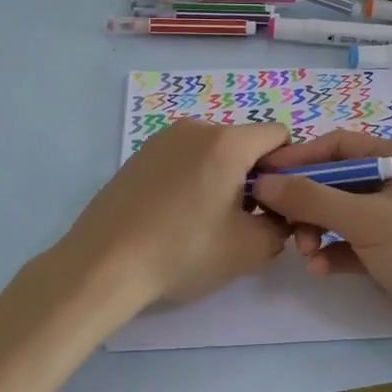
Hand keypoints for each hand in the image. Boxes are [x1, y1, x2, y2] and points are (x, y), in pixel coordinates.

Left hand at [54, 120, 290, 319]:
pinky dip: (191, 180)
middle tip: (241, 221)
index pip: (279, 135)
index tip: (275, 204)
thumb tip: (278, 216)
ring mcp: (162, 139)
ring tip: (203, 223)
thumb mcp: (250, 249)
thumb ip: (281, 226)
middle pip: (244, 143)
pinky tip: (174, 217)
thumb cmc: (183, 252)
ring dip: (221, 179)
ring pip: (212, 152)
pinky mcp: (139, 155)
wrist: (104, 264)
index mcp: (227, 142)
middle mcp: (196, 128)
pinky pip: (182, 159)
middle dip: (253, 177)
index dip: (287, 168)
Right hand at [250, 131, 391, 371]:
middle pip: (337, 181)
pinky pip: (352, 244)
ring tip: (306, 252)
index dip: (300, 157)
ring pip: (341, 215)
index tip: (263, 174)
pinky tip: (321, 269)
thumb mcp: (366, 220)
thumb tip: (263, 183)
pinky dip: (334, 252)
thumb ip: (312, 198)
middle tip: (281, 223)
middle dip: (307, 201)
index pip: (339, 145)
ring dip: (317, 230)